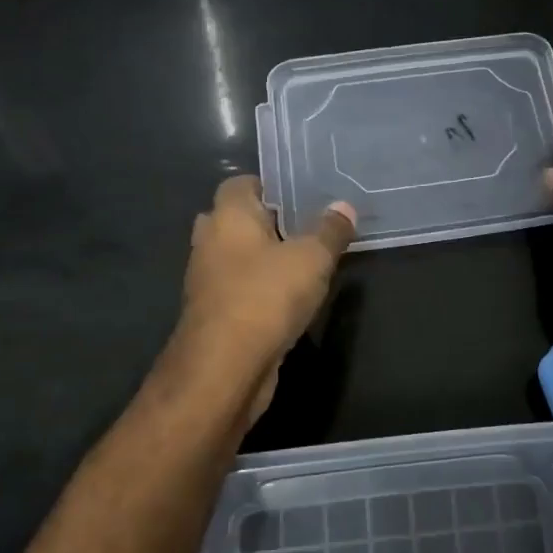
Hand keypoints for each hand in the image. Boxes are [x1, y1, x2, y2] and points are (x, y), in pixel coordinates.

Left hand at [177, 176, 355, 423]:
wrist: (224, 369)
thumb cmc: (266, 297)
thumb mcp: (312, 259)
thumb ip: (330, 230)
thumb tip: (344, 206)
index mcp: (228, 216)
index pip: (240, 183)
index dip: (271, 186)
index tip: (303, 196)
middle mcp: (210, 241)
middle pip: (237, 219)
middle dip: (268, 223)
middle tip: (307, 228)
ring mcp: (207, 280)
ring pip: (237, 257)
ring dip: (264, 259)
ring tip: (306, 262)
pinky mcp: (214, 313)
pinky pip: (239, 288)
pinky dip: (260, 288)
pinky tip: (291, 297)